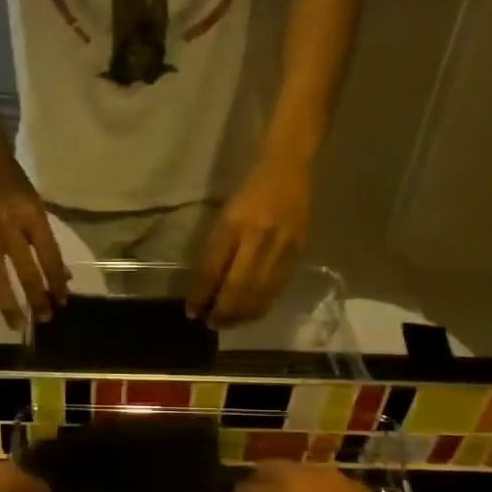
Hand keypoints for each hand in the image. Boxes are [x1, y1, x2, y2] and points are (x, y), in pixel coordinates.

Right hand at [0, 145, 69, 328]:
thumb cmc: (11, 180)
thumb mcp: (36, 204)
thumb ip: (46, 240)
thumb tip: (61, 276)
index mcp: (31, 215)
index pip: (48, 255)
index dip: (56, 280)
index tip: (63, 300)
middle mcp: (8, 226)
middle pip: (26, 270)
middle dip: (37, 298)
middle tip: (45, 319)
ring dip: (9, 304)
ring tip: (18, 325)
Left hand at [188, 158, 310, 326]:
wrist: (288, 168)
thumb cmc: (249, 190)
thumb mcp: (226, 216)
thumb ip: (218, 250)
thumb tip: (208, 287)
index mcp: (234, 225)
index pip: (214, 270)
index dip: (202, 295)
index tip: (192, 312)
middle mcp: (258, 238)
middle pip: (239, 288)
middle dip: (223, 312)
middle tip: (211, 324)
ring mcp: (282, 247)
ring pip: (260, 293)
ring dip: (242, 315)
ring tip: (228, 324)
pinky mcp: (299, 252)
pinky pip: (278, 288)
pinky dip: (262, 305)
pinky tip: (251, 313)